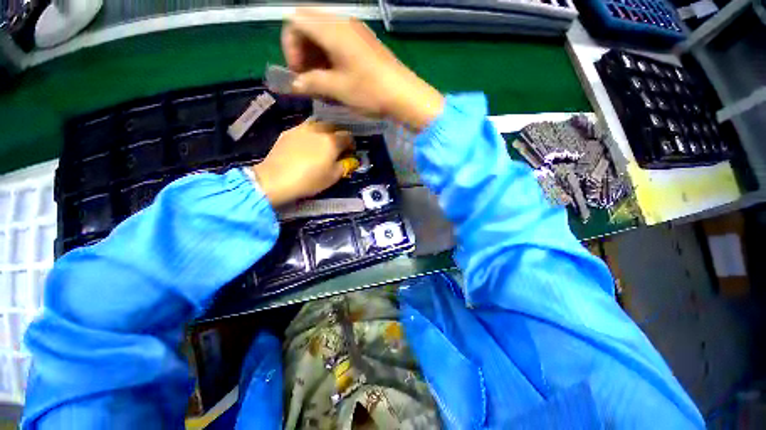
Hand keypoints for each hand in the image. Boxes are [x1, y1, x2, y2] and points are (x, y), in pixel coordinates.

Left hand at [252, 121, 357, 206]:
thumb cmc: (309, 180)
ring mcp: (301, 129)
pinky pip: (304, 128)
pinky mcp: (288, 132)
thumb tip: (349, 160)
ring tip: (322, 141)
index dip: (351, 144)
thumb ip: (344, 166)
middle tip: (337, 146)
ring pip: (318, 123)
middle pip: (333, 126)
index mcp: (332, 141)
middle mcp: (318, 130)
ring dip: (324, 130)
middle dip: (338, 134)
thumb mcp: (333, 177)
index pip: (347, 136)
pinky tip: (306, 143)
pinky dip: (309, 133)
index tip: (350, 152)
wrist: (276, 179)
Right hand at [282, 8, 443, 130]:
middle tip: (309, 76)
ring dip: (317, 54)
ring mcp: (355, 31)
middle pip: (309, 25)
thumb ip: (311, 83)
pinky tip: (336, 76)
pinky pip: (339, 41)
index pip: (295, 21)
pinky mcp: (364, 42)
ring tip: (322, 80)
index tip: (298, 72)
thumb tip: (295, 84)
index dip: (290, 46)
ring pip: (324, 33)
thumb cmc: (369, 91)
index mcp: (331, 29)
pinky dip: (331, 56)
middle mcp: (342, 22)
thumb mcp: (337, 88)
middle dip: (303, 50)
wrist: (404, 95)